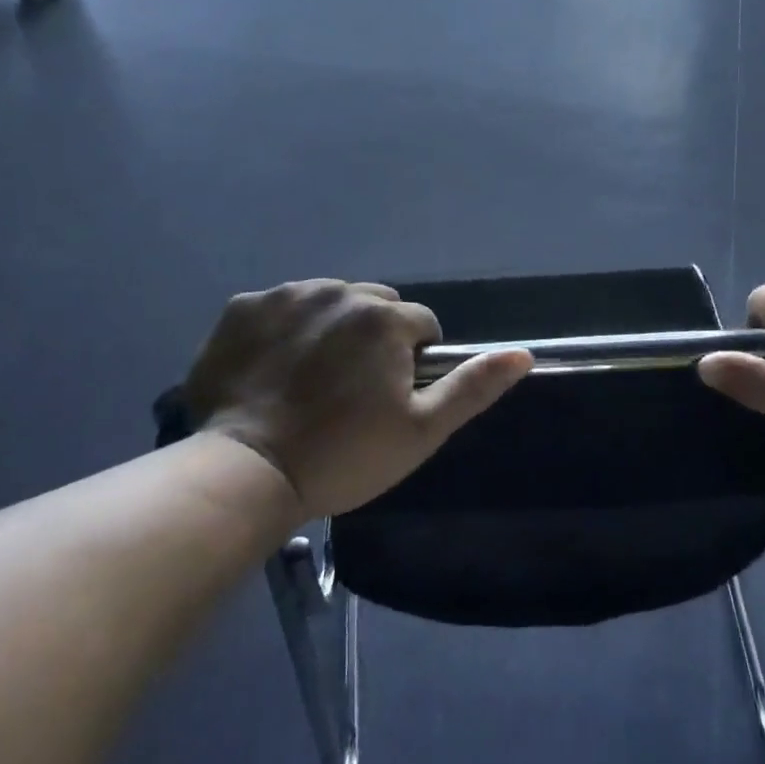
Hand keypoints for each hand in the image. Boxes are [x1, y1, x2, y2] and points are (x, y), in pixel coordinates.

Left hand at [180, 279, 531, 518]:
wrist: (246, 472)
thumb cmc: (343, 456)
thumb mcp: (421, 431)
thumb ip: (473, 387)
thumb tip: (523, 354)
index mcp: (384, 318)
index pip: (421, 324)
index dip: (414, 361)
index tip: (391, 398)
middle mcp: (337, 291)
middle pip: (375, 304)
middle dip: (375, 336)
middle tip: (353, 389)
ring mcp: (285, 295)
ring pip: (328, 300)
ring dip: (331, 327)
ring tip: (312, 379)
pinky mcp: (242, 308)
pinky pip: (279, 307)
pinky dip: (283, 328)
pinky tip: (272, 369)